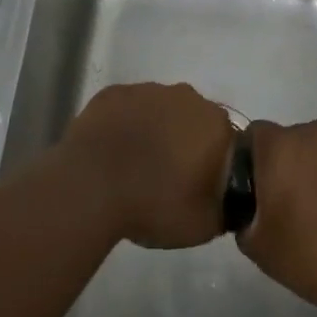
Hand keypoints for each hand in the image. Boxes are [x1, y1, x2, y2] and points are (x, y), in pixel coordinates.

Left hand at [60, 82, 235, 249]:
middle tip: (169, 176)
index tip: (199, 184)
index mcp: (214, 123)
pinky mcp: (113, 92)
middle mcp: (185, 97)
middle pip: (193, 118)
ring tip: (137, 166)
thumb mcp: (205, 226)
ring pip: (160, 110)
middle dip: (185, 141)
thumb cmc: (154, 203)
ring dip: (155, 130)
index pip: (226, 140)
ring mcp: (146, 90)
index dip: (213, 162)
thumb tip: (223, 198)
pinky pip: (128, 109)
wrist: (90, 187)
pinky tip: (114, 152)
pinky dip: (126, 125)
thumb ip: (225, 207)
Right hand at [236, 118, 316, 316]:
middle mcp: (316, 130)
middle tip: (297, 208)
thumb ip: (245, 219)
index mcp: (281, 146)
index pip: (254, 136)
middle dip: (291, 167)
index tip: (260, 192)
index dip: (253, 162)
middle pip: (293, 141)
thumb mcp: (262, 250)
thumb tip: (251, 210)